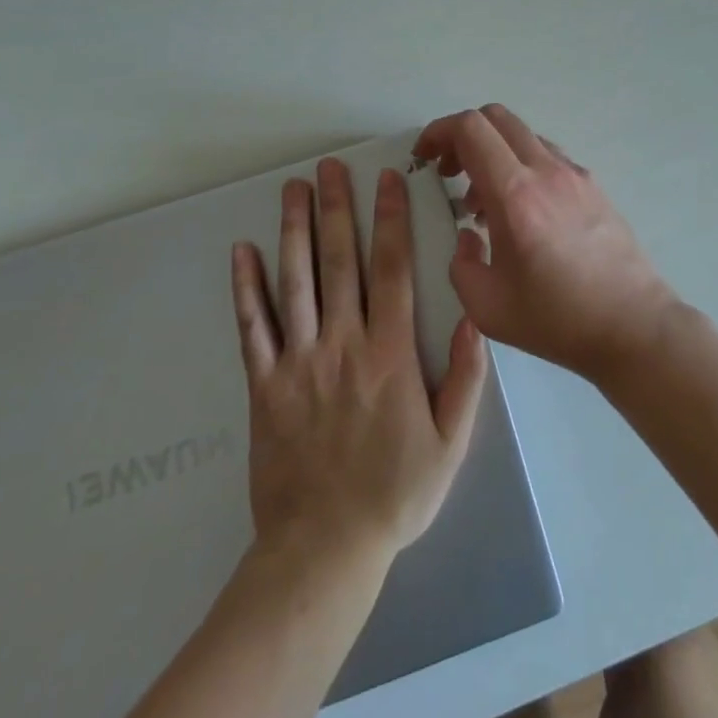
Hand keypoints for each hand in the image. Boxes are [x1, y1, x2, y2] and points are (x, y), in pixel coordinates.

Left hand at [230, 158, 486, 564]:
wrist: (323, 550)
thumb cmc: (396, 493)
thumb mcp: (451, 441)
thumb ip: (467, 377)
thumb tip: (477, 317)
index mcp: (391, 353)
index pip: (392, 269)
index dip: (390, 220)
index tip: (387, 180)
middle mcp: (343, 344)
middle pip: (340, 262)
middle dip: (338, 208)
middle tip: (331, 166)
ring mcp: (298, 362)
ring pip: (296, 282)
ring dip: (294, 231)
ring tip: (292, 189)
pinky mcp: (264, 386)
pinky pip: (252, 328)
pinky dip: (245, 288)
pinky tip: (241, 253)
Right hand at [413, 105, 678, 385]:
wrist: (633, 325)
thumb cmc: (557, 319)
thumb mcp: (487, 307)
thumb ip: (461, 264)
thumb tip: (467, 236)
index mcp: (515, 194)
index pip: (471, 129)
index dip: (438, 132)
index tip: (423, 158)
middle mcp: (546, 170)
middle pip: (496, 117)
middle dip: (462, 135)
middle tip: (448, 171)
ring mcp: (575, 174)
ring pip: (523, 135)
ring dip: (493, 152)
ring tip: (482, 202)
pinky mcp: (593, 185)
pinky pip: (546, 156)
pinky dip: (521, 165)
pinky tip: (521, 211)